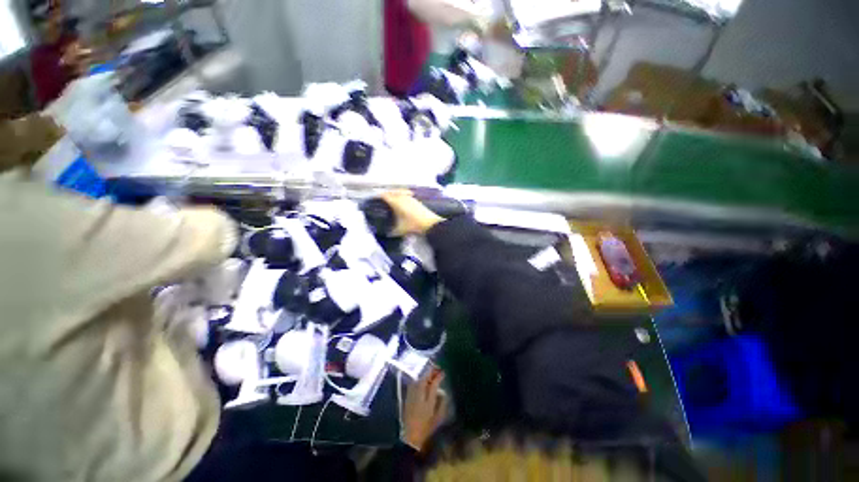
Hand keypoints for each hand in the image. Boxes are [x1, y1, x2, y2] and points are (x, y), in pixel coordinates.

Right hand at [382, 190, 443, 235]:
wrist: (430, 223)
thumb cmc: (413, 225)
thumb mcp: (400, 230)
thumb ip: (392, 231)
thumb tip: (386, 233)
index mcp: (397, 202)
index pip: (385, 196)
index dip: (379, 196)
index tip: (373, 198)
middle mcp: (402, 197)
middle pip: (392, 192)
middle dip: (386, 194)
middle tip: (380, 199)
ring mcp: (410, 198)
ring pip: (399, 193)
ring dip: (394, 194)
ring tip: (390, 200)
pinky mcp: (416, 200)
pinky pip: (405, 195)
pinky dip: (401, 196)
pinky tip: (401, 202)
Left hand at [403, 368, 448, 450]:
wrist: (410, 436)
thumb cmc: (426, 428)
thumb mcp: (438, 417)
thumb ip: (441, 402)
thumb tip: (442, 392)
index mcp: (428, 399)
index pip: (434, 383)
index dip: (439, 376)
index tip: (443, 372)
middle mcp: (419, 394)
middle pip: (425, 378)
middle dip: (431, 371)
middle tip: (437, 368)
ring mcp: (412, 394)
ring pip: (419, 379)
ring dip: (425, 374)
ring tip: (431, 371)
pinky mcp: (407, 396)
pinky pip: (414, 383)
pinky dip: (419, 379)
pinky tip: (422, 379)